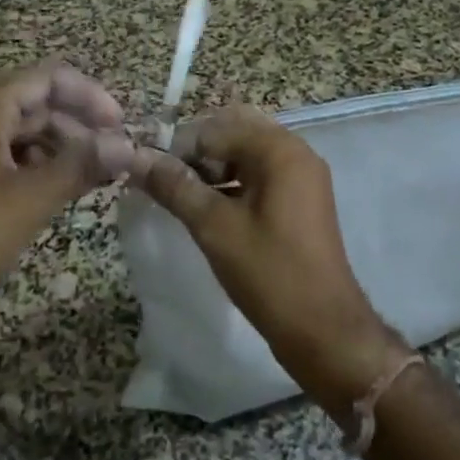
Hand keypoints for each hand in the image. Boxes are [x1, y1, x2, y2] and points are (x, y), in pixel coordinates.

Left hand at [0, 64, 133, 326]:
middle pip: (36, 103)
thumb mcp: (33, 200)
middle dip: (78, 124)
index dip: (89, 95)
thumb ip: (82, 165)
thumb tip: (128, 145)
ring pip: (23, 132)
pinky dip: (38, 166)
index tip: (120, 125)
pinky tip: (59, 190)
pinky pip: (6, 156)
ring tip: (95, 174)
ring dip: (61, 147)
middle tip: (114, 155)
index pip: (47, 79)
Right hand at [130, 107, 407, 420]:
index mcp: (280, 149)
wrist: (324, 331)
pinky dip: (234, 185)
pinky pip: (261, 177)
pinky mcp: (302, 201)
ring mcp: (302, 177)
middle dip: (199, 155)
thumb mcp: (214, 227)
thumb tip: (135, 157)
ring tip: (185, 202)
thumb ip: (175, 187)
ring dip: (214, 169)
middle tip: (171, 187)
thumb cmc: (269, 273)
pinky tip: (210, 214)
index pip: (217, 128)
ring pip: (247, 155)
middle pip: (235, 133)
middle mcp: (296, 153)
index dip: (180, 149)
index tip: (153, 178)